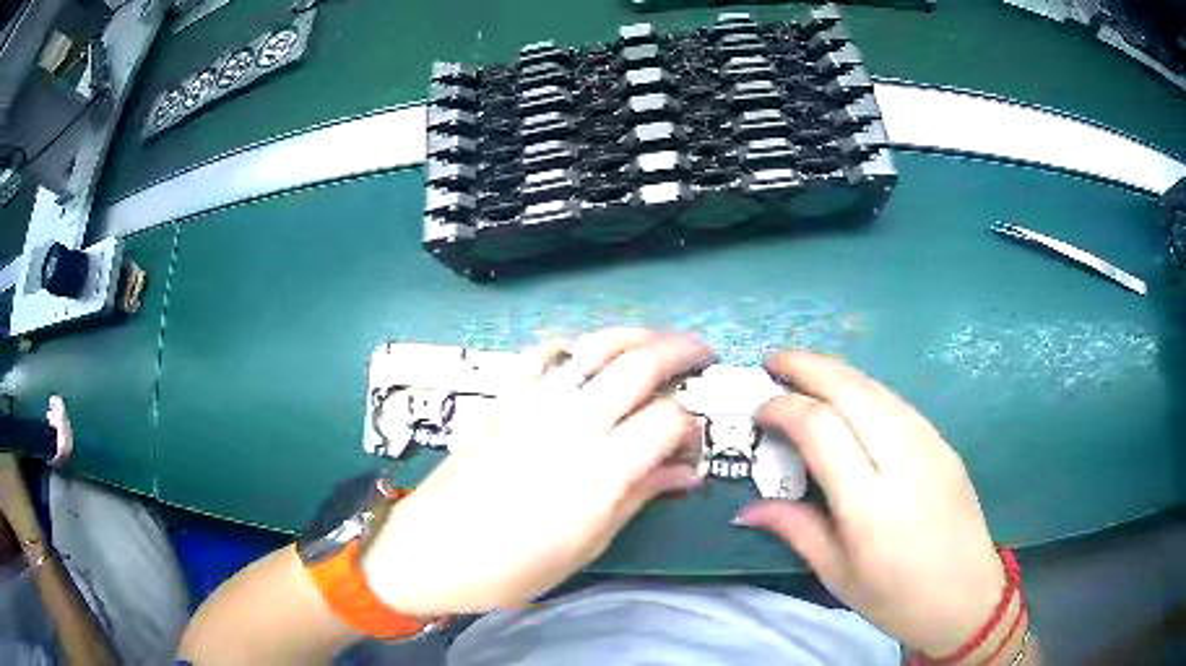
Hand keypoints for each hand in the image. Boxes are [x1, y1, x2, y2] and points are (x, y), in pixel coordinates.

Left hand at [362, 328, 712, 615]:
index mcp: (599, 472)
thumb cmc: (513, 567)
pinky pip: (543, 352)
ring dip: (636, 335)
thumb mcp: (587, 546)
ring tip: (658, 342)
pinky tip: (583, 358)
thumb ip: (640, 497)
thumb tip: (687, 474)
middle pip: (640, 364)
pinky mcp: (502, 397)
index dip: (691, 426)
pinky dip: (573, 346)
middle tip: (702, 358)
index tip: (691, 445)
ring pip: (595, 345)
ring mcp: (533, 403)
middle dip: (682, 352)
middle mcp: (572, 425)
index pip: (668, 421)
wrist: (431, 551)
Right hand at [735, 351, 1003, 656]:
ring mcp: (930, 445)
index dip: (785, 408)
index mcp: (870, 505)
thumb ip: (795, 529)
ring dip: (836, 371)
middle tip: (773, 360)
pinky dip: (864, 388)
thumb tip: (747, 508)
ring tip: (804, 369)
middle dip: (807, 366)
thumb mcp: (837, 573)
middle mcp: (903, 462)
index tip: (759, 410)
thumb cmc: (896, 598)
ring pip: (877, 389)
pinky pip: (897, 403)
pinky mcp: (944, 442)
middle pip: (851, 391)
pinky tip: (849, 396)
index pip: (821, 429)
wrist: (966, 596)